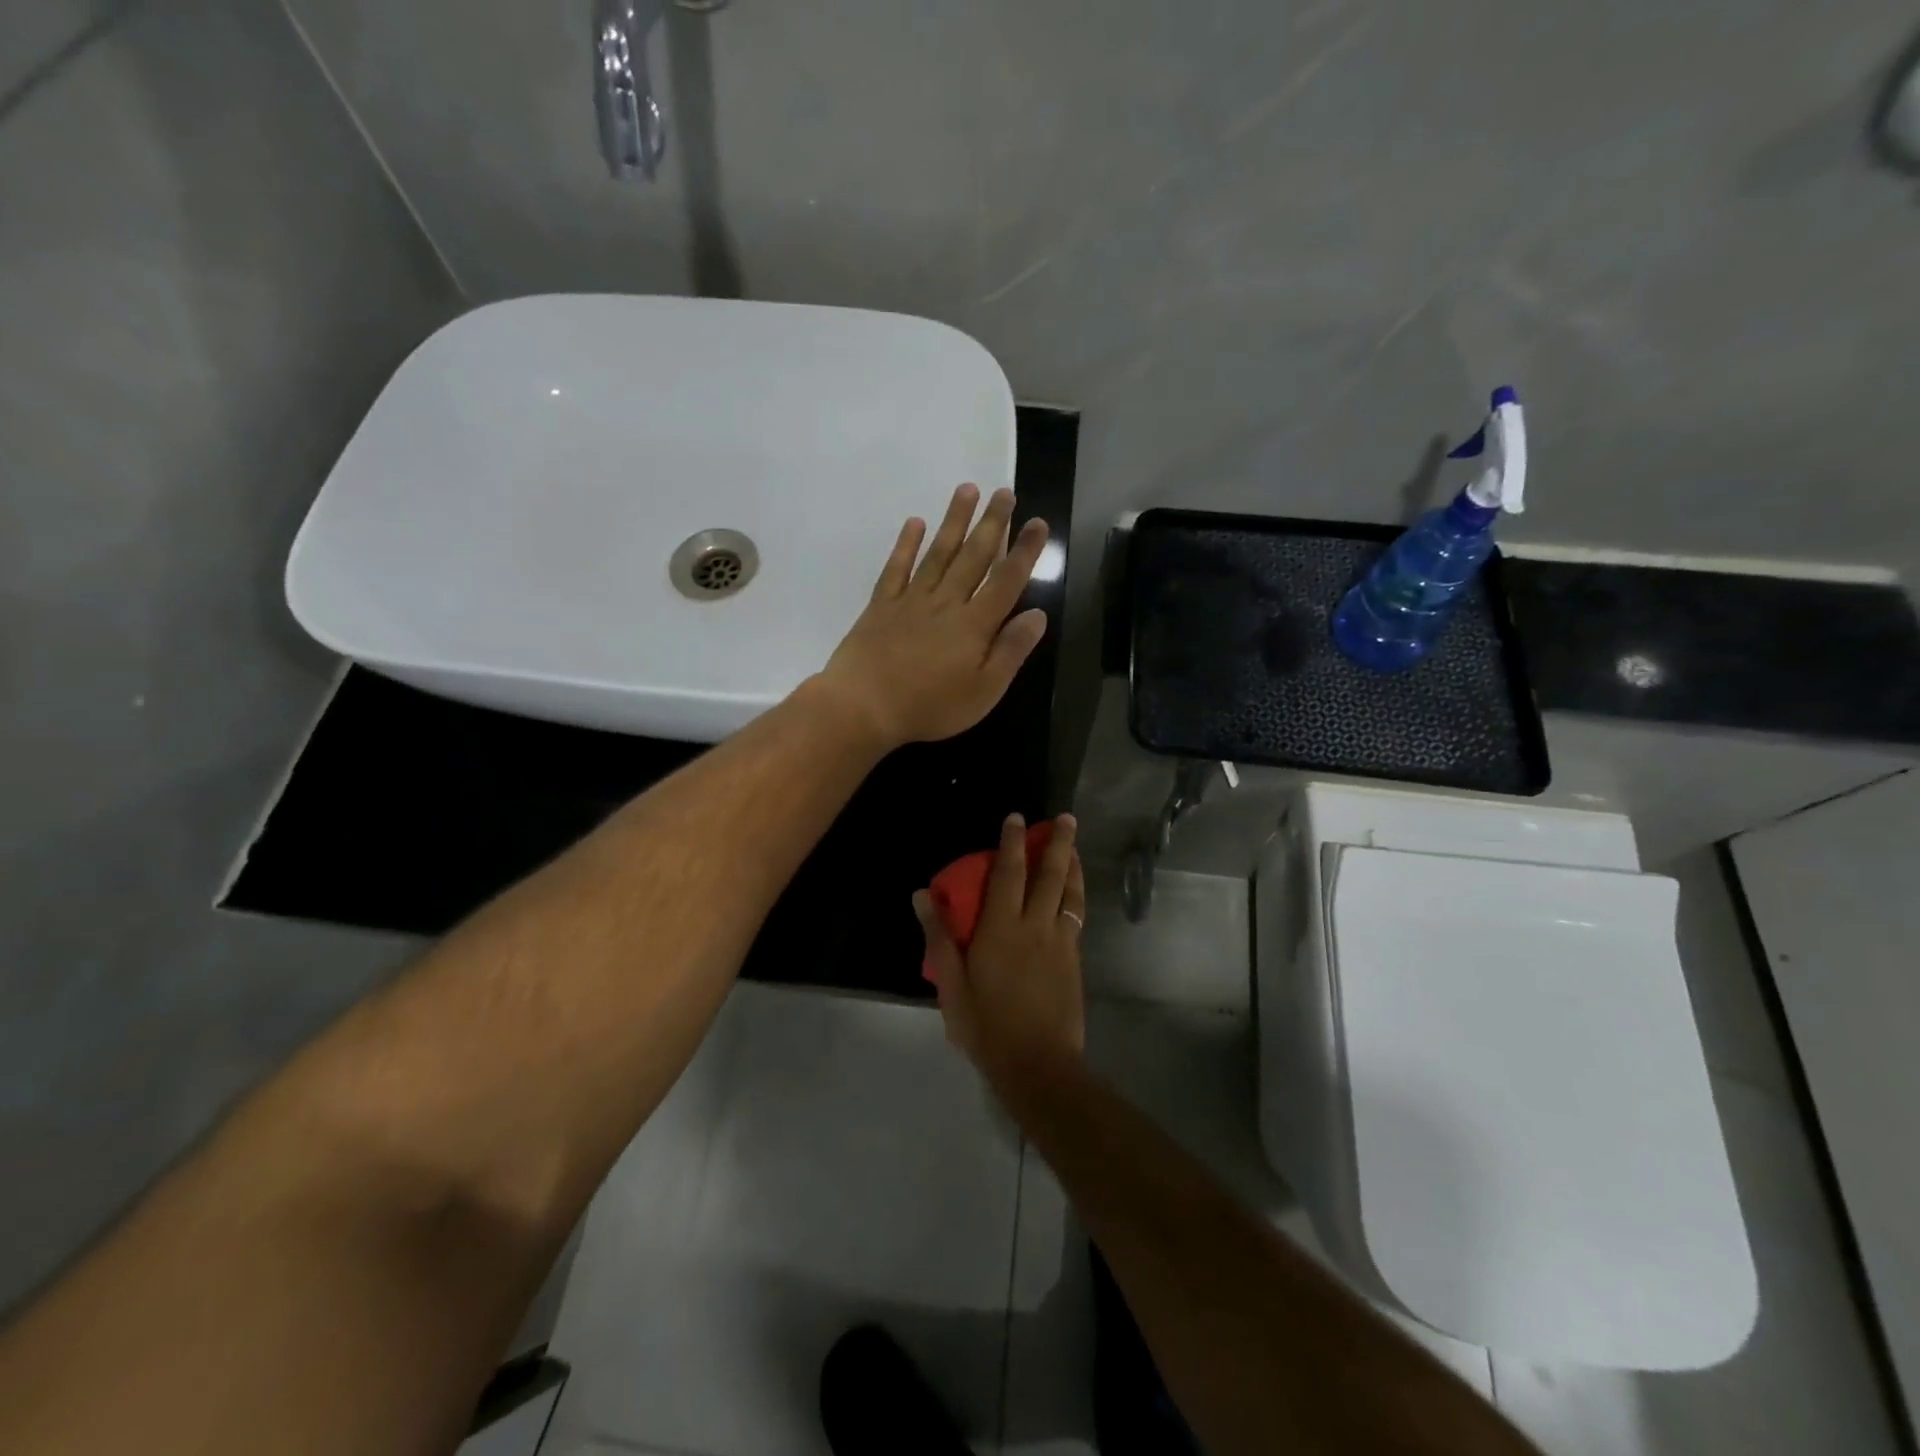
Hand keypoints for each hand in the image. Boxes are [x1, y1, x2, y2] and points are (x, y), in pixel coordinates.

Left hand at [817, 484, 1048, 748]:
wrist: (864, 705)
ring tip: (967, 489)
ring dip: (954, 521)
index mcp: (975, 625)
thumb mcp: (983, 691)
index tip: (1038, 522)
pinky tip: (914, 523)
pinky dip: (906, 544)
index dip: (1025, 551)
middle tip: (1005, 492)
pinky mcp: (882, 605)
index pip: (1007, 580)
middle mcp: (946, 602)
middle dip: (992, 523)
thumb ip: (1011, 651)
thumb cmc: (930, 706)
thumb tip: (1038, 615)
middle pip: (974, 556)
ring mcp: (911, 600)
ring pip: (938, 553)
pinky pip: (897, 568)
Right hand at [916, 813, 1086, 1080]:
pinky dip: (1077, 896)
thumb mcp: (951, 984)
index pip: (1008, 874)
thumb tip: (921, 895)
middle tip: (1066, 818)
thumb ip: (938, 937)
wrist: (1038, 1063)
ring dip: (1073, 866)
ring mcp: (1060, 943)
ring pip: (1070, 894)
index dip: (1011, 843)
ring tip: (1075, 847)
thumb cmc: (986, 1025)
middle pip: (1050, 876)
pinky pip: (1077, 917)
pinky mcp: (1074, 960)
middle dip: (1058, 843)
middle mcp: (1035, 926)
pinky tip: (1075, 894)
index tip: (1016, 819)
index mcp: (1001, 928)